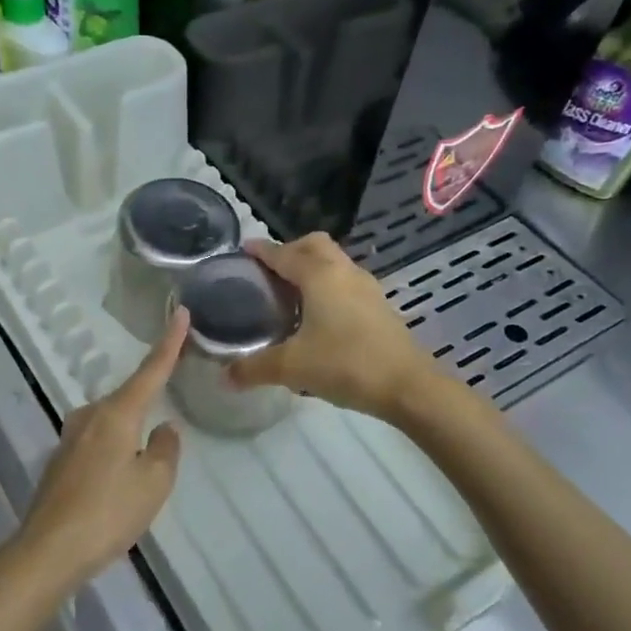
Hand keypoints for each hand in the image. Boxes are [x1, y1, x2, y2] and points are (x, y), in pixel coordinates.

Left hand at [8, 310, 187, 591]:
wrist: (49, 550)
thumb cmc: (109, 512)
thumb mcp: (154, 483)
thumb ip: (166, 449)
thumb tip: (164, 429)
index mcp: (117, 413)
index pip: (150, 371)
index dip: (169, 343)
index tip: (180, 313)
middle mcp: (90, 416)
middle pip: (128, 399)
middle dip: (148, 405)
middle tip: (165, 433)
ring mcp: (70, 438)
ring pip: (111, 423)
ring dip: (129, 435)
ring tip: (142, 470)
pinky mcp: (60, 461)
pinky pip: (97, 444)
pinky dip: (113, 453)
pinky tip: (117, 483)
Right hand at [226, 234, 442, 420]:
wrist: (407, 385)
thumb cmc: (345, 365)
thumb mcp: (292, 367)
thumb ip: (254, 368)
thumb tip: (224, 378)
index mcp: (319, 276)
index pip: (284, 253)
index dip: (261, 251)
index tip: (243, 250)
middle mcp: (344, 272)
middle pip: (314, 245)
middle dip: (290, 251)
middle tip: (269, 272)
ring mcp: (366, 288)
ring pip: (334, 262)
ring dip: (312, 267)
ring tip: (290, 293)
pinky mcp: (378, 306)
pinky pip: (346, 282)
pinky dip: (327, 285)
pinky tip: (318, 315)